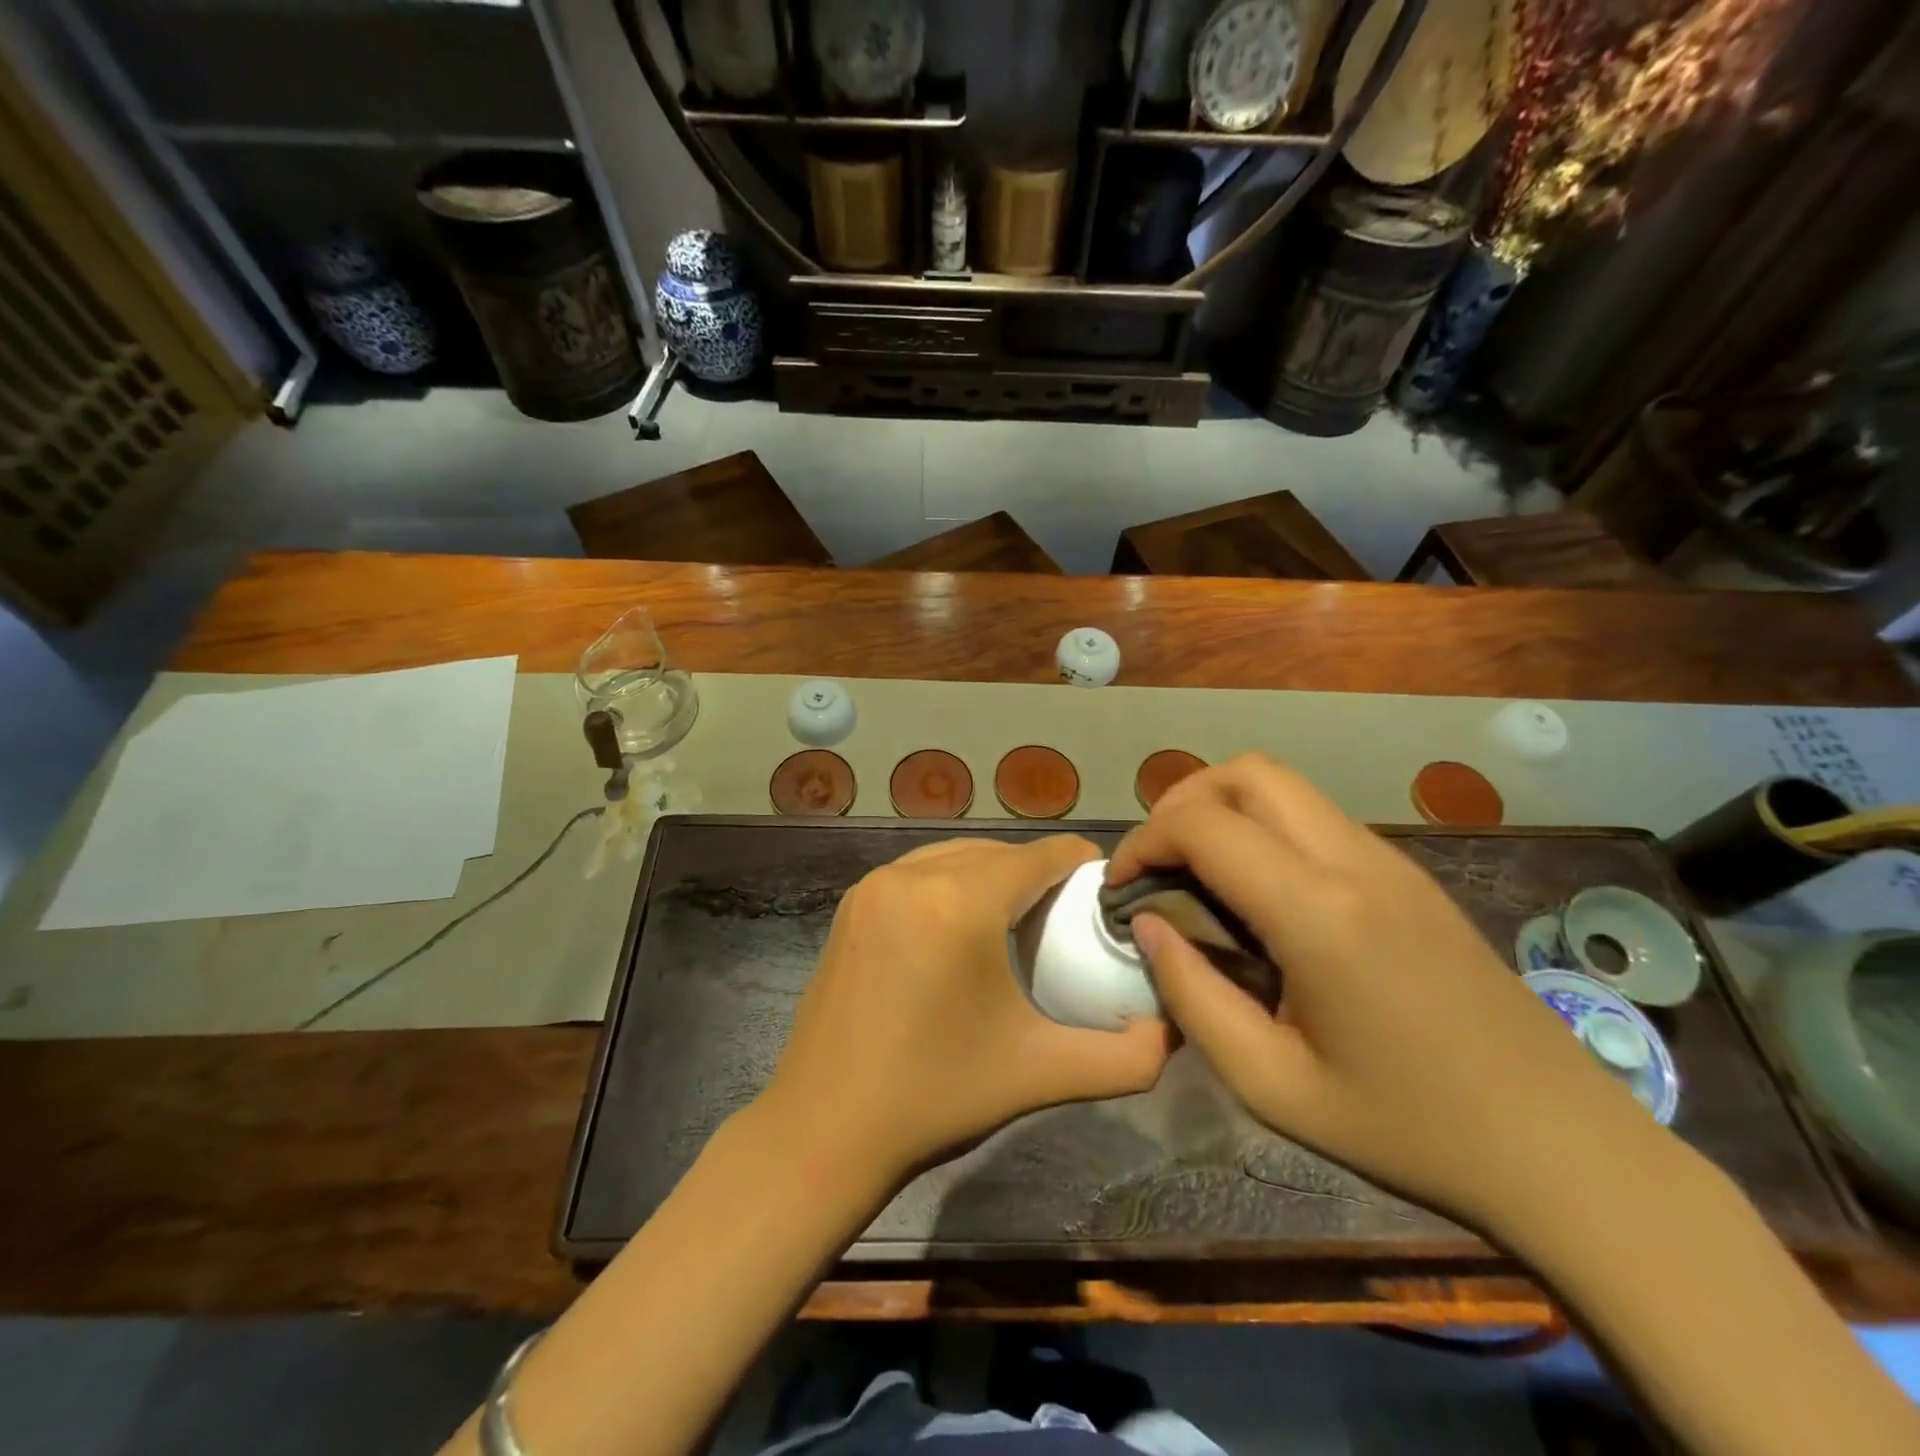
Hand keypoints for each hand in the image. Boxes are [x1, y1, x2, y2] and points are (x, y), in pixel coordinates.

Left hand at [764, 836, 1171, 1182]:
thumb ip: (1124, 1056)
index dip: (1081, 866)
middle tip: (1067, 919)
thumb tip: (1174, 1031)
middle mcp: (913, 875)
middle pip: (999, 852)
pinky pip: (918, 872)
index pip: (1041, 856)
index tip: (1106, 895)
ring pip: (956, 856)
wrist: (823, 1128)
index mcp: (960, 902)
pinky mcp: (851, 904)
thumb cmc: (936, 1096)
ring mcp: (874, 885)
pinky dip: (951, 883)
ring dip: (993, 875)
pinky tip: (960, 928)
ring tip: (1019, 920)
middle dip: (1039, 874)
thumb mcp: (1039, 1073)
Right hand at [1108, 754, 1663, 1233]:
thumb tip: (1146, 925)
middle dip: (1180, 802)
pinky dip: (1263, 825)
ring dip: (1223, 807)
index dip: (1143, 842)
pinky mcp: (1408, 873)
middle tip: (1156, 863)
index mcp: (1318, 912)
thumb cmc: (1408, 1128)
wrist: (1561, 1146)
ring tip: (1195, 870)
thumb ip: (1192, 995)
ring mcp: (1389, 860)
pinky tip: (1256, 891)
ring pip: (1283, 784)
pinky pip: (1315, 816)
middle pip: (1246, 773)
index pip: (1203, 825)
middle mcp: (1354, 862)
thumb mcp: (1272, 1084)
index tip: (1120, 887)